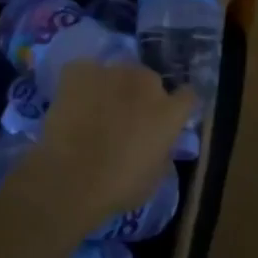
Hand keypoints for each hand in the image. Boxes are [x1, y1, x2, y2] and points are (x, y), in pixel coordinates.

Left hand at [22, 61, 191, 229]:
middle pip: (149, 80)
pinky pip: (85, 71)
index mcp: (169, 111)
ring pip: (117, 74)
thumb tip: (158, 143)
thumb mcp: (154, 177)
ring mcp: (112, 72)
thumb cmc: (118, 187)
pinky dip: (81, 83)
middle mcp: (146, 82)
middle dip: (140, 96)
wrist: (70, 178)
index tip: (167, 117)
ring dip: (112, 88)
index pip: (187, 95)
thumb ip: (162, 151)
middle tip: (124, 119)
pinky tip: (72, 103)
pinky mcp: (80, 70)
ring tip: (94, 111)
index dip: (177, 105)